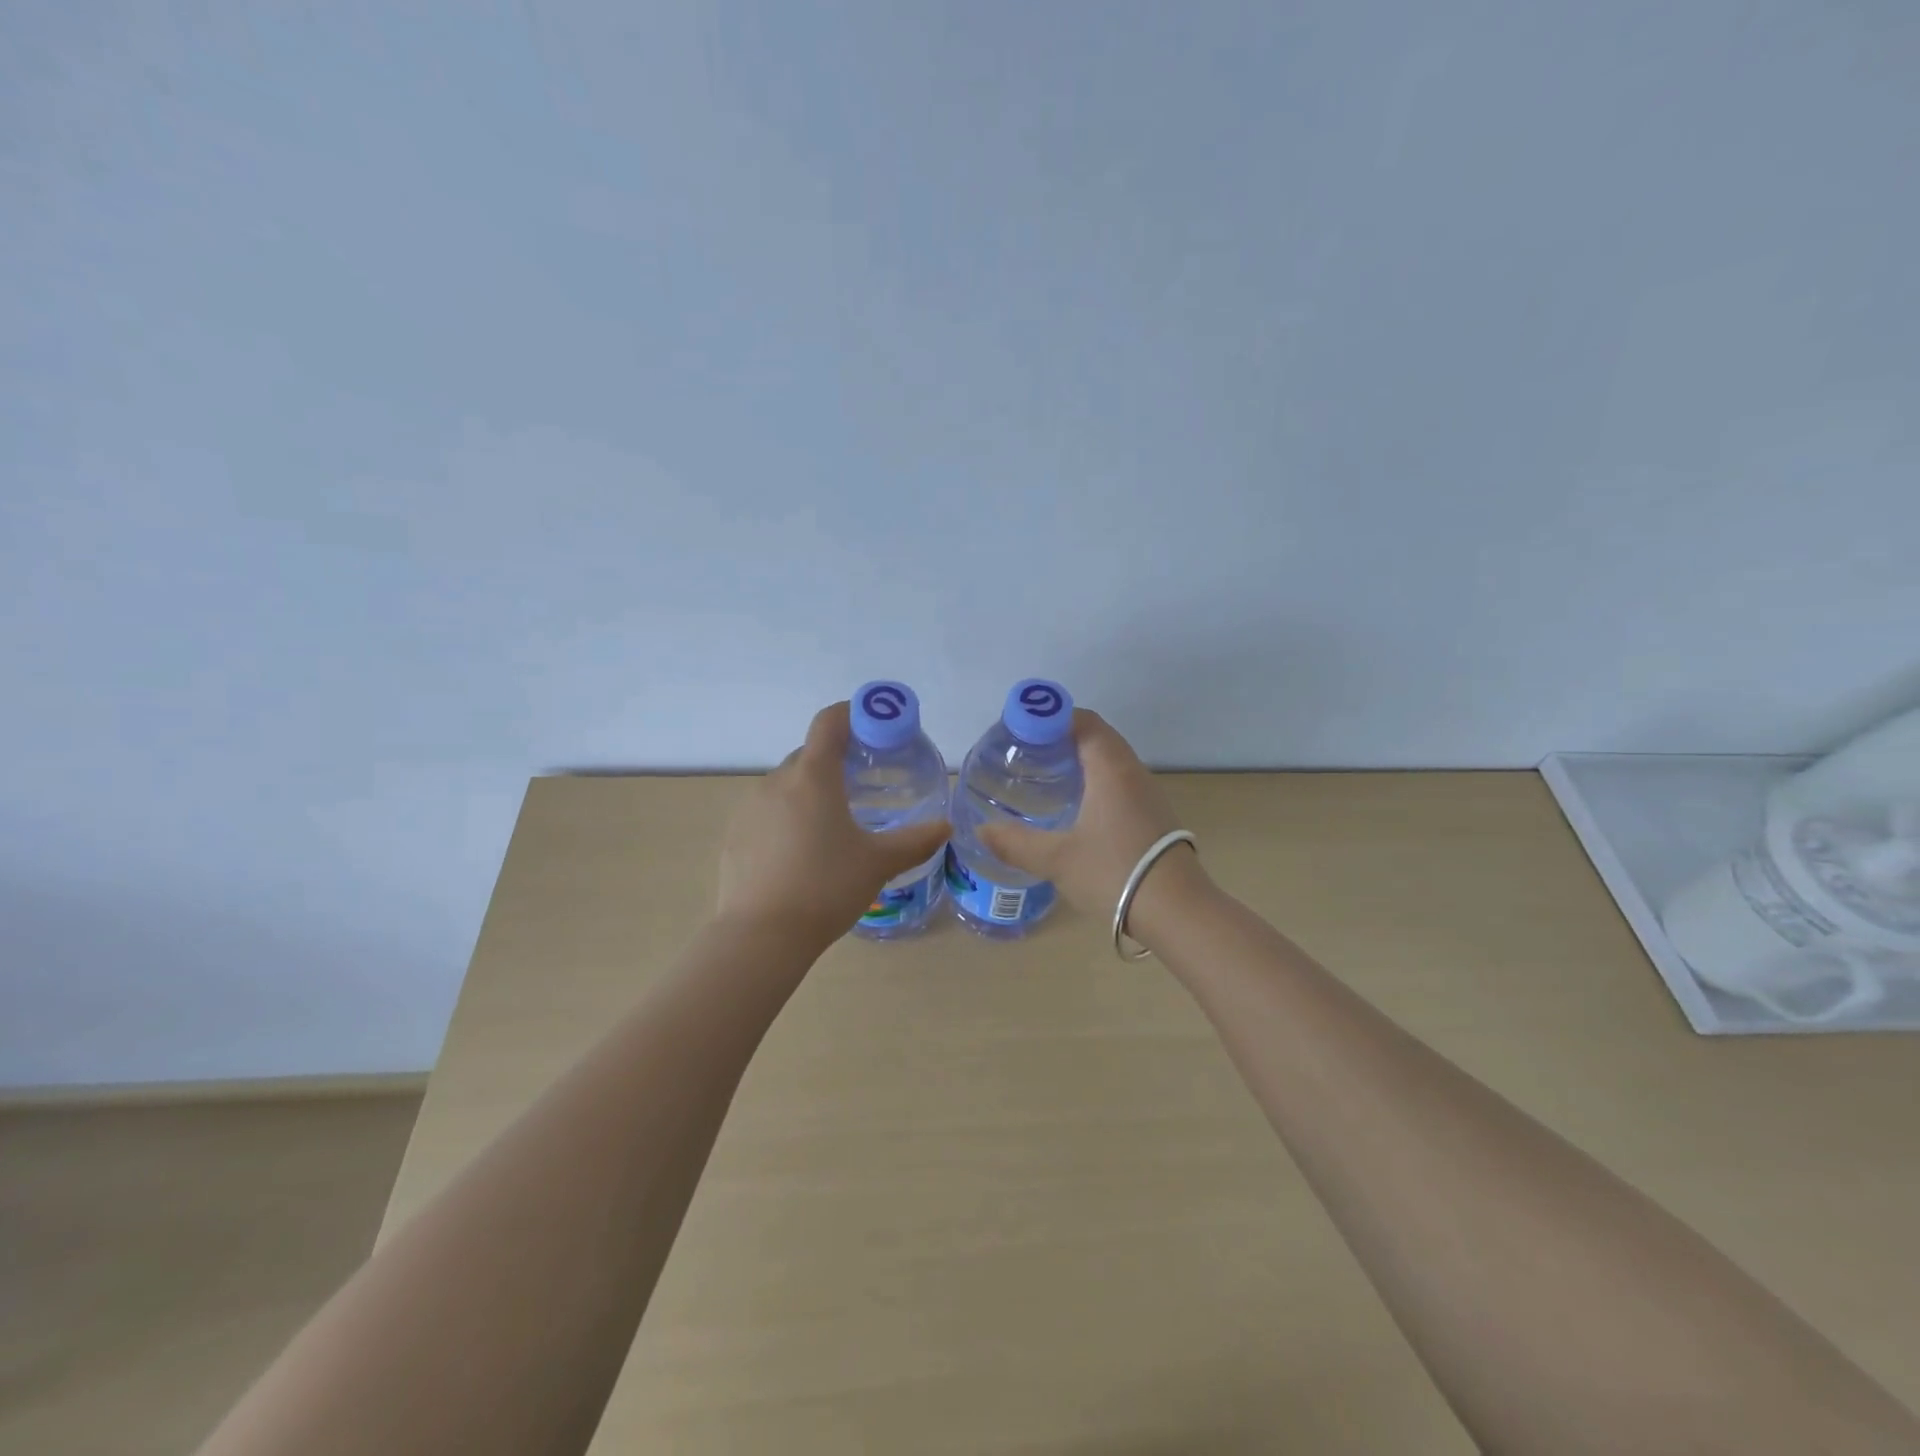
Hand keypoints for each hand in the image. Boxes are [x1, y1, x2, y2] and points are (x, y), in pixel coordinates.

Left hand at [717, 702, 951, 949]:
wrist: (761, 936)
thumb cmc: (826, 888)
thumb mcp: (878, 863)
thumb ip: (916, 840)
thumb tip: (946, 827)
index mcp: (813, 776)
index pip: (829, 722)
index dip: (853, 714)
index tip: (875, 727)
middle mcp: (776, 781)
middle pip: (809, 754)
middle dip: (836, 761)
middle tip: (864, 785)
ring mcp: (749, 808)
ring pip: (786, 785)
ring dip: (810, 792)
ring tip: (834, 824)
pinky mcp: (734, 836)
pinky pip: (767, 813)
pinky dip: (787, 818)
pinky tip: (802, 854)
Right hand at [976, 709, 1206, 936]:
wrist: (1177, 911)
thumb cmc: (1114, 872)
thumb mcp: (1057, 859)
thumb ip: (1015, 843)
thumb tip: (981, 831)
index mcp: (1110, 768)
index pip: (1082, 721)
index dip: (1050, 717)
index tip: (1020, 731)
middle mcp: (1132, 771)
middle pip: (1096, 736)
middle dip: (1060, 737)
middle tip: (1025, 753)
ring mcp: (1147, 793)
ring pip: (1110, 760)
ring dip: (1079, 759)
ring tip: (1044, 775)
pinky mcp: (1153, 815)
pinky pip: (1119, 781)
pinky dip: (1094, 780)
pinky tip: (1075, 806)